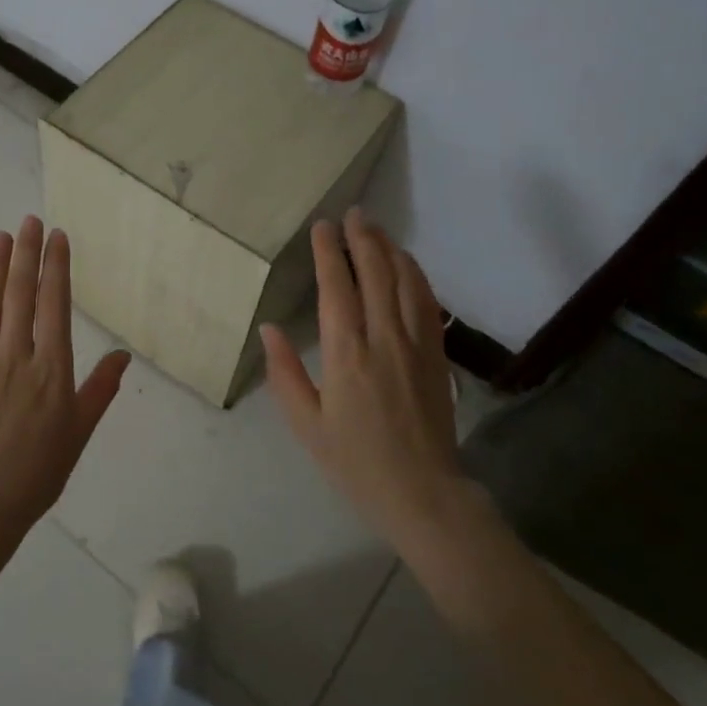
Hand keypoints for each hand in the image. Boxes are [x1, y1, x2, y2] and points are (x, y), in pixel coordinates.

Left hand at [0, 215, 131, 531]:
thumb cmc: (36, 474)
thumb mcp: (79, 434)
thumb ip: (100, 390)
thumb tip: (124, 356)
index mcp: (52, 370)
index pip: (55, 305)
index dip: (56, 267)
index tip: (58, 238)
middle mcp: (15, 357)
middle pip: (22, 295)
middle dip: (28, 254)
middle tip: (31, 220)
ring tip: (2, 235)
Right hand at [261, 209, 461, 547]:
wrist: (422, 492)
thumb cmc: (354, 461)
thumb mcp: (305, 424)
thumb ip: (284, 373)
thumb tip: (269, 329)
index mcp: (345, 353)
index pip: (337, 287)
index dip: (328, 252)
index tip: (322, 226)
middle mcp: (383, 338)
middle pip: (375, 273)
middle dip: (362, 238)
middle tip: (352, 214)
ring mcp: (416, 344)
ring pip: (406, 281)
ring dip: (390, 249)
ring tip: (375, 229)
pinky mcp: (437, 355)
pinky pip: (428, 302)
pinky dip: (416, 275)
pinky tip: (407, 265)